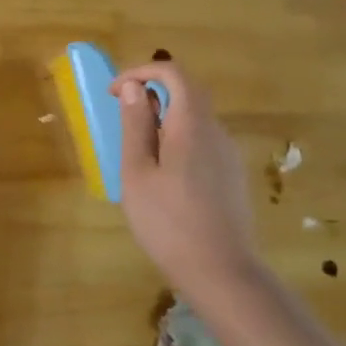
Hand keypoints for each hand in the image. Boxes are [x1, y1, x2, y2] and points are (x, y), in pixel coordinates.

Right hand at [109, 62, 259, 290]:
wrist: (221, 272)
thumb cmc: (168, 221)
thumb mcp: (138, 172)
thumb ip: (136, 126)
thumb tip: (133, 88)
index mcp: (193, 126)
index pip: (175, 74)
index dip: (142, 72)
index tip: (114, 92)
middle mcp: (217, 133)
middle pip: (188, 94)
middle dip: (151, 94)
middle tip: (120, 117)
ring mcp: (228, 156)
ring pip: (195, 121)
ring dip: (163, 120)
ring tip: (135, 153)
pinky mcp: (231, 178)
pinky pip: (202, 143)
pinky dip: (176, 140)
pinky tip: (161, 176)